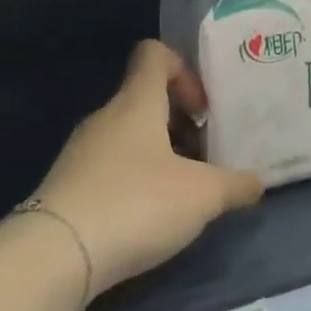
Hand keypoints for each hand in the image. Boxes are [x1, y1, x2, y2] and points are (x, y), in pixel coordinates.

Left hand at [35, 41, 263, 300]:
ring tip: (182, 191)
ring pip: (127, 136)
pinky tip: (148, 217)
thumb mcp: (202, 196)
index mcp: (136, 102)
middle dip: (179, 122)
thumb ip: (235, 185)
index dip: (183, 70)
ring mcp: (81, 152)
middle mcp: (105, 117)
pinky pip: (109, 167)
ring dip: (158, 154)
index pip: (154, 54)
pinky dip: (133, 180)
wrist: (53, 257)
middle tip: (205, 156)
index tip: (204, 109)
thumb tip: (257, 183)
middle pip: (144, 99)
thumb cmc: (137, 204)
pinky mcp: (66, 187)